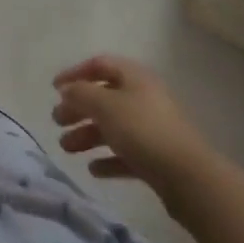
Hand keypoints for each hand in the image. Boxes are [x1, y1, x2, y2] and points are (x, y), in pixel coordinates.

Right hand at [52, 55, 211, 187]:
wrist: (189, 178)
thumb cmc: (142, 130)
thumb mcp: (105, 105)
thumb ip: (81, 93)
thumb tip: (67, 90)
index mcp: (135, 78)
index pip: (100, 64)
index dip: (75, 73)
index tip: (54, 89)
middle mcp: (144, 98)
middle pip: (104, 97)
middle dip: (78, 108)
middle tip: (57, 121)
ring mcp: (152, 130)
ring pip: (113, 127)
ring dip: (88, 135)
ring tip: (67, 148)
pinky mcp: (157, 159)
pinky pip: (126, 154)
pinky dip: (108, 159)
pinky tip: (94, 169)